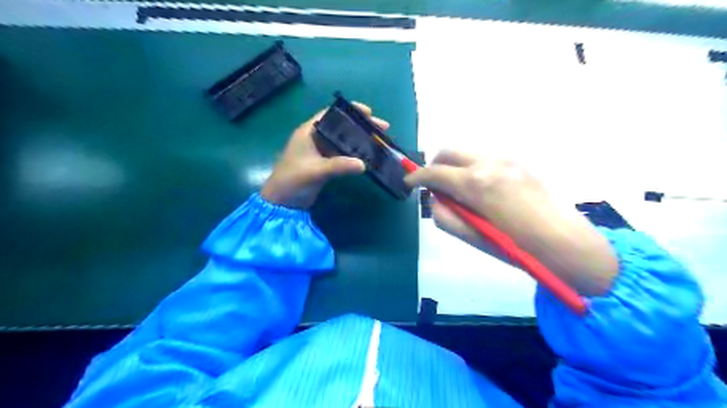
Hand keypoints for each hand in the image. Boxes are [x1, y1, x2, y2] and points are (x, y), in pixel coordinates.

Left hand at [263, 102, 392, 209]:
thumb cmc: (292, 180)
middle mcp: (316, 137)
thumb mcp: (315, 171)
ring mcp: (321, 151)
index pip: (332, 114)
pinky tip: (369, 156)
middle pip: (342, 127)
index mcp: (309, 131)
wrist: (282, 203)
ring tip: (380, 142)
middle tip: (382, 129)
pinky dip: (355, 154)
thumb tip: (364, 164)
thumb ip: (338, 166)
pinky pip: (343, 155)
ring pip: (344, 141)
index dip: (350, 111)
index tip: (369, 113)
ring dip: (360, 141)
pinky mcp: (325, 164)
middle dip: (361, 127)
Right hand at [407, 149, 614, 296]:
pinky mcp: (520, 161)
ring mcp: (507, 159)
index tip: (410, 183)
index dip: (417, 177)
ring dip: (455, 166)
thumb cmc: (515, 247)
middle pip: (449, 151)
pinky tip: (483, 190)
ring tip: (461, 190)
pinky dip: (474, 168)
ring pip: (468, 153)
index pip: (435, 172)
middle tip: (435, 185)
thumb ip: (443, 215)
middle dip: (435, 165)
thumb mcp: (471, 237)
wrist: (565, 243)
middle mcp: (489, 163)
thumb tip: (435, 198)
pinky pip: (486, 158)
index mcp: (476, 184)